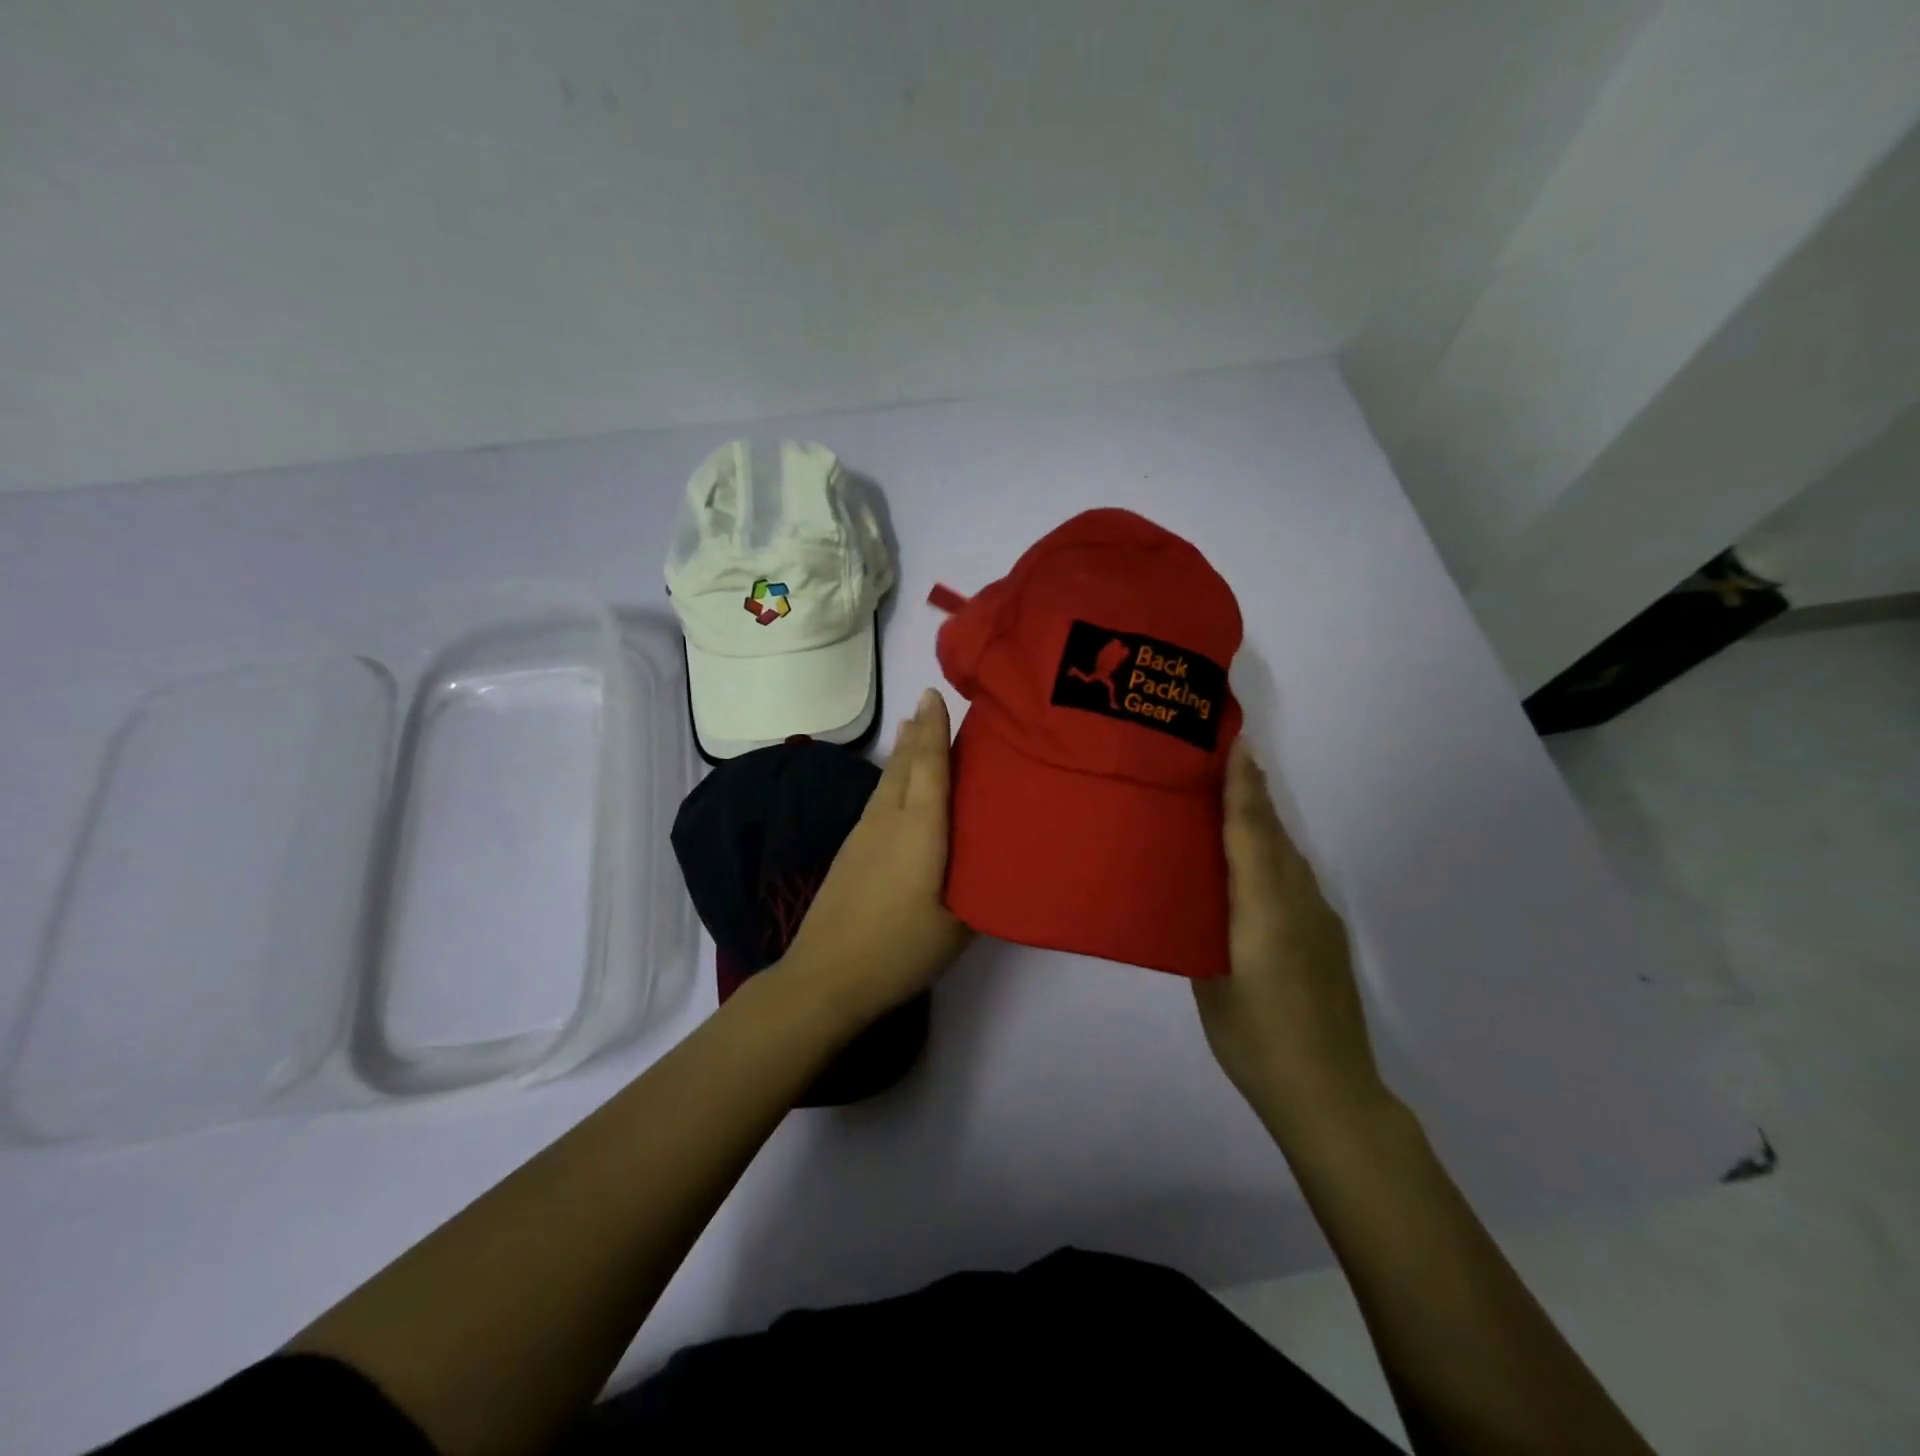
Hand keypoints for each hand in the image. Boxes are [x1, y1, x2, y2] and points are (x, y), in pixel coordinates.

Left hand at [778, 687, 972, 1023]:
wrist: (825, 977)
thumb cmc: (900, 949)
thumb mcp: (958, 927)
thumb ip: (979, 891)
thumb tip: (996, 869)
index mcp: (919, 829)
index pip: (929, 766)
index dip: (935, 729)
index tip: (936, 694)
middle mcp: (888, 820)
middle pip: (904, 764)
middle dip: (918, 732)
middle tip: (930, 704)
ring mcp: (863, 834)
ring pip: (887, 781)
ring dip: (902, 753)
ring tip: (912, 730)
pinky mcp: (849, 852)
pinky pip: (877, 800)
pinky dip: (891, 780)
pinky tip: (895, 790)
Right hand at [1193, 741, 1385, 1138]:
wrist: (1331, 1095)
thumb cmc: (1256, 1041)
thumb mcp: (1210, 983)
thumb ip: (1203, 930)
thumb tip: (1194, 899)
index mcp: (1264, 907)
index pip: (1251, 831)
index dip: (1242, 786)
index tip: (1236, 744)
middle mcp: (1298, 901)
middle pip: (1273, 834)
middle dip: (1252, 794)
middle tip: (1221, 762)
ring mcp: (1319, 919)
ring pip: (1287, 856)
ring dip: (1262, 824)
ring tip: (1230, 805)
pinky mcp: (1327, 938)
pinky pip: (1295, 879)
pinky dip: (1272, 857)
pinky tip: (1254, 870)